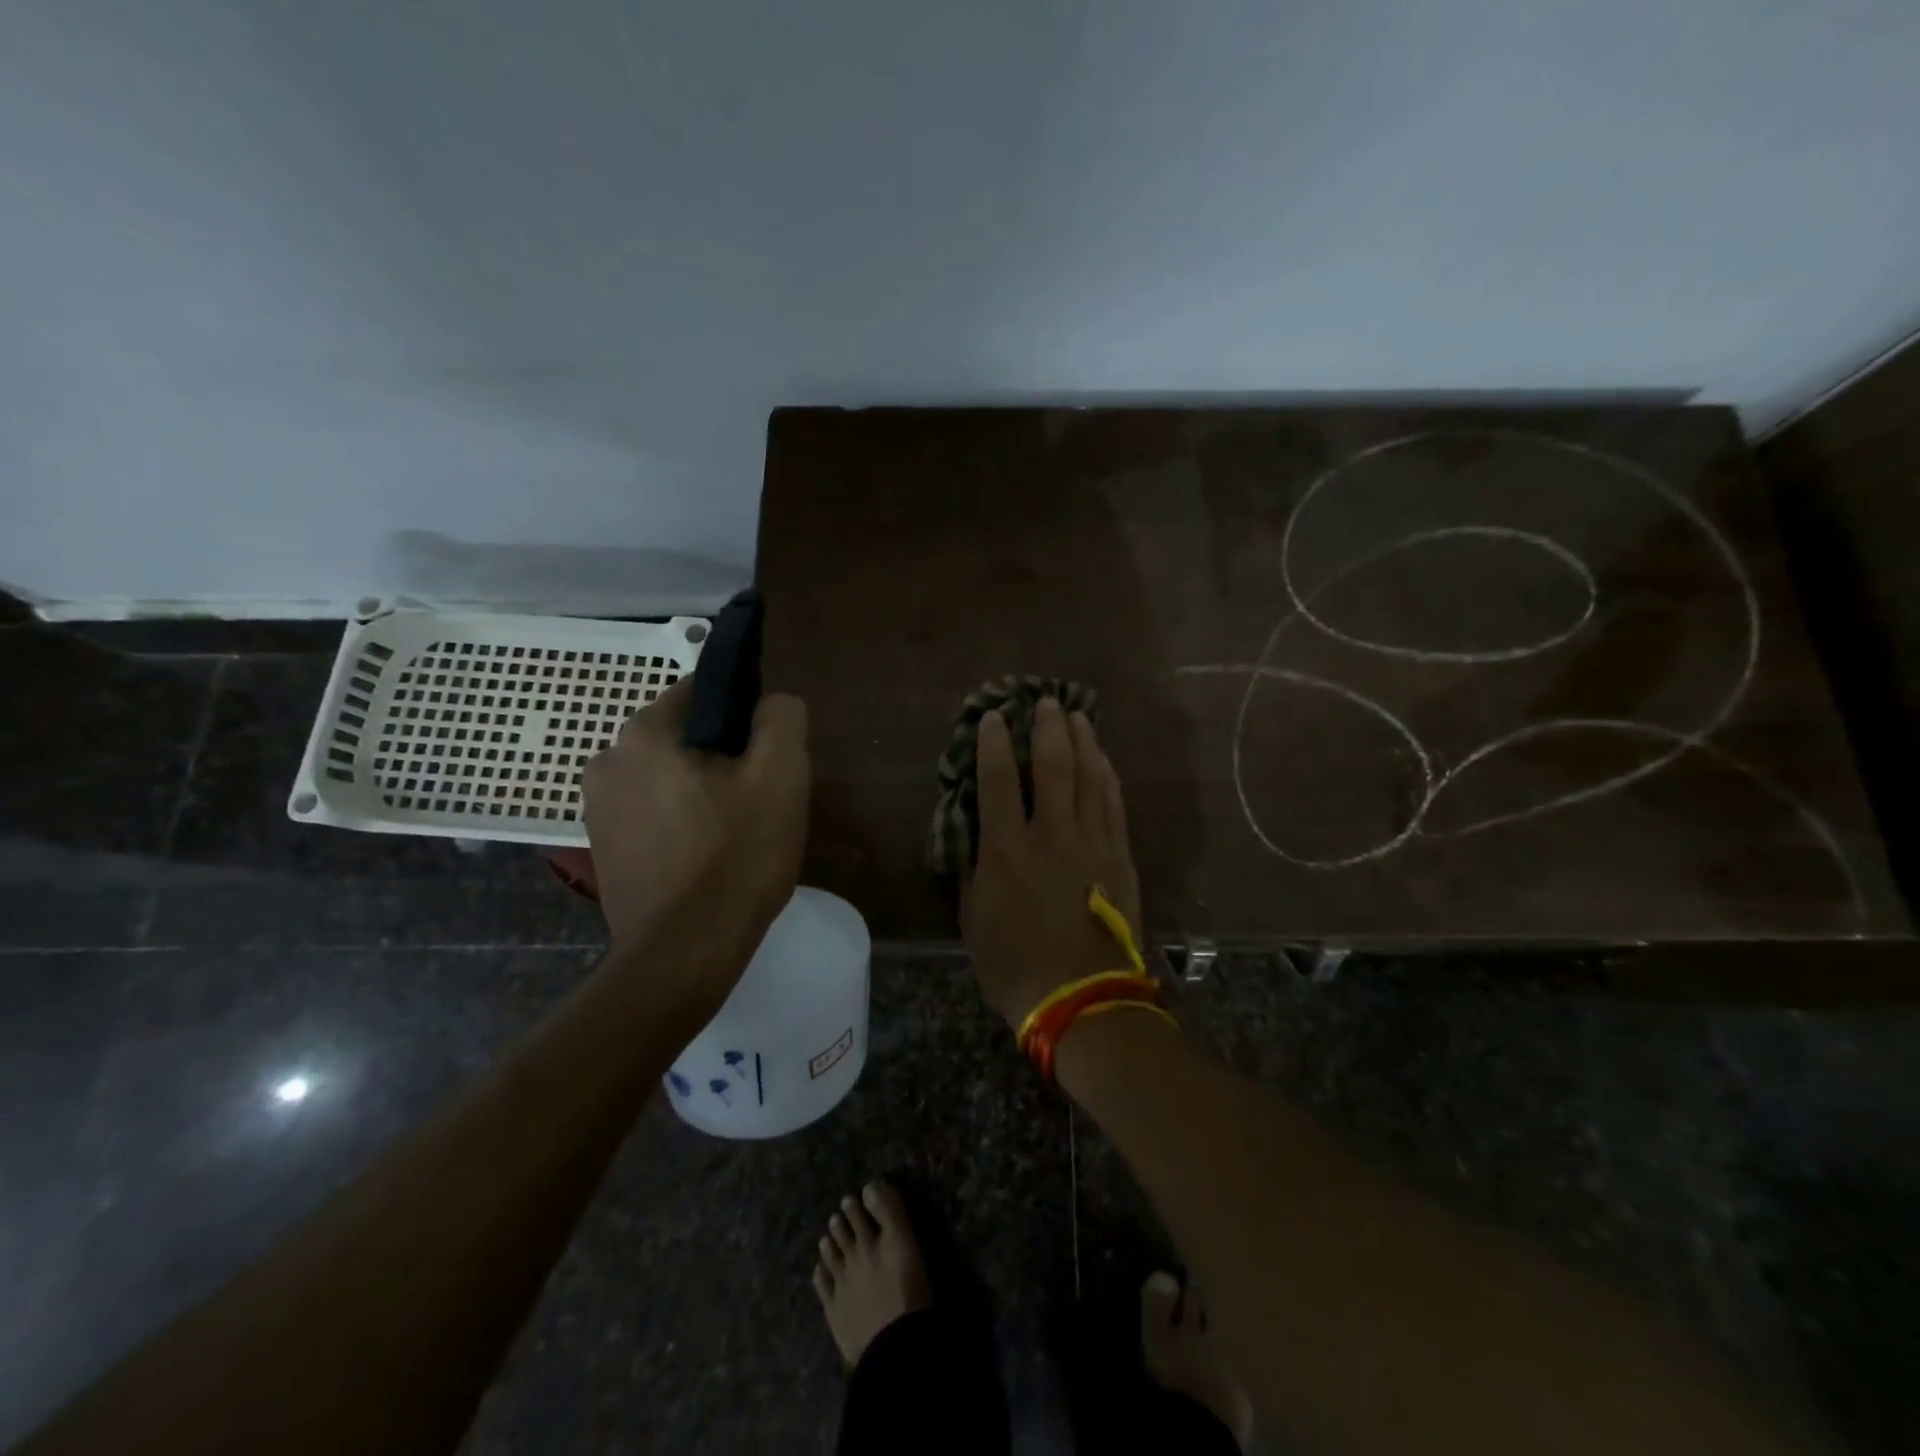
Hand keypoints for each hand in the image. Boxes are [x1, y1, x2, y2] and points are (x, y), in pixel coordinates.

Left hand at [583, 678, 809, 965]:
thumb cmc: (735, 858)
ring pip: (670, 777)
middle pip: (685, 737)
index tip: (769, 755)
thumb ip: (782, 720)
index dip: (745, 715)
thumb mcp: (780, 777)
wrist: (683, 955)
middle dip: (725, 757)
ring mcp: (597, 809)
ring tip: (737, 832)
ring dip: (703, 791)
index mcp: (644, 733)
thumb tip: (774, 703)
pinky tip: (708, 856)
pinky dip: (682, 821)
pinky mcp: (603, 849)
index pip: (703, 691)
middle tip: (761, 799)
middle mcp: (607, 760)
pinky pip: (654, 813)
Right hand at [961, 697, 1142, 1029]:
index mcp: (1007, 850)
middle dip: (1047, 727)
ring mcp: (1092, 842)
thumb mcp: (974, 919)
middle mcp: (1051, 834)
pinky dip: (1107, 775)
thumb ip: (975, 868)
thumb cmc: (1014, 965)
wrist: (1082, 999)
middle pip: (1053, 765)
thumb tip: (977, 834)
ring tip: (1076, 716)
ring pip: (1090, 777)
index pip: (999, 780)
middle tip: (1044, 700)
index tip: (993, 717)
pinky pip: (1114, 804)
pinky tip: (1103, 759)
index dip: (994, 743)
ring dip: (1082, 741)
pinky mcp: (1120, 856)